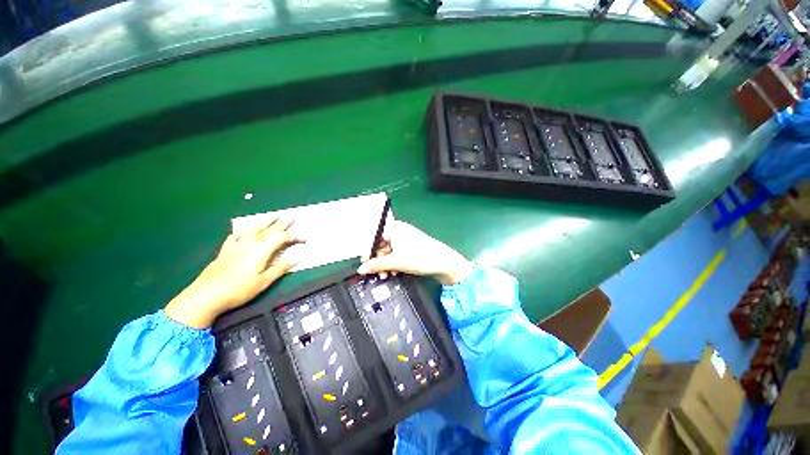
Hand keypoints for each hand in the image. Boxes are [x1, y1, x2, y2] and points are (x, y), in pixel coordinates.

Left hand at [165, 218, 303, 328]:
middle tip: (293, 216)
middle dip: (283, 223)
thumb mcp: (264, 281)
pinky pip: (237, 235)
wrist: (205, 295)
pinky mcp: (225, 249)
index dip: (295, 236)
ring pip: (254, 229)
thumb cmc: (239, 290)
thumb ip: (281, 267)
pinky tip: (245, 229)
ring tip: (274, 216)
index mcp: (261, 250)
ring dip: (266, 222)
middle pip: (269, 229)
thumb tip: (298, 256)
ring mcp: (236, 245)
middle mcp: (250, 243)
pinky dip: (244, 230)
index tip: (305, 238)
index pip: (282, 238)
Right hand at [357, 221, 472, 284]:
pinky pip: (396, 254)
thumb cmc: (420, 257)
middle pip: (381, 246)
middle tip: (377, 273)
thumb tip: (361, 269)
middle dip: (378, 261)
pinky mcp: (410, 247)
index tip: (364, 264)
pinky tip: (394, 272)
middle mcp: (399, 231)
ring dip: (385, 265)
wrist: (444, 263)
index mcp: (394, 228)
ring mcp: (405, 239)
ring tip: (386, 275)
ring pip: (388, 252)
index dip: (368, 251)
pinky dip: (393, 264)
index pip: (374, 237)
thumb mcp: (395, 262)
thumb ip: (376, 265)